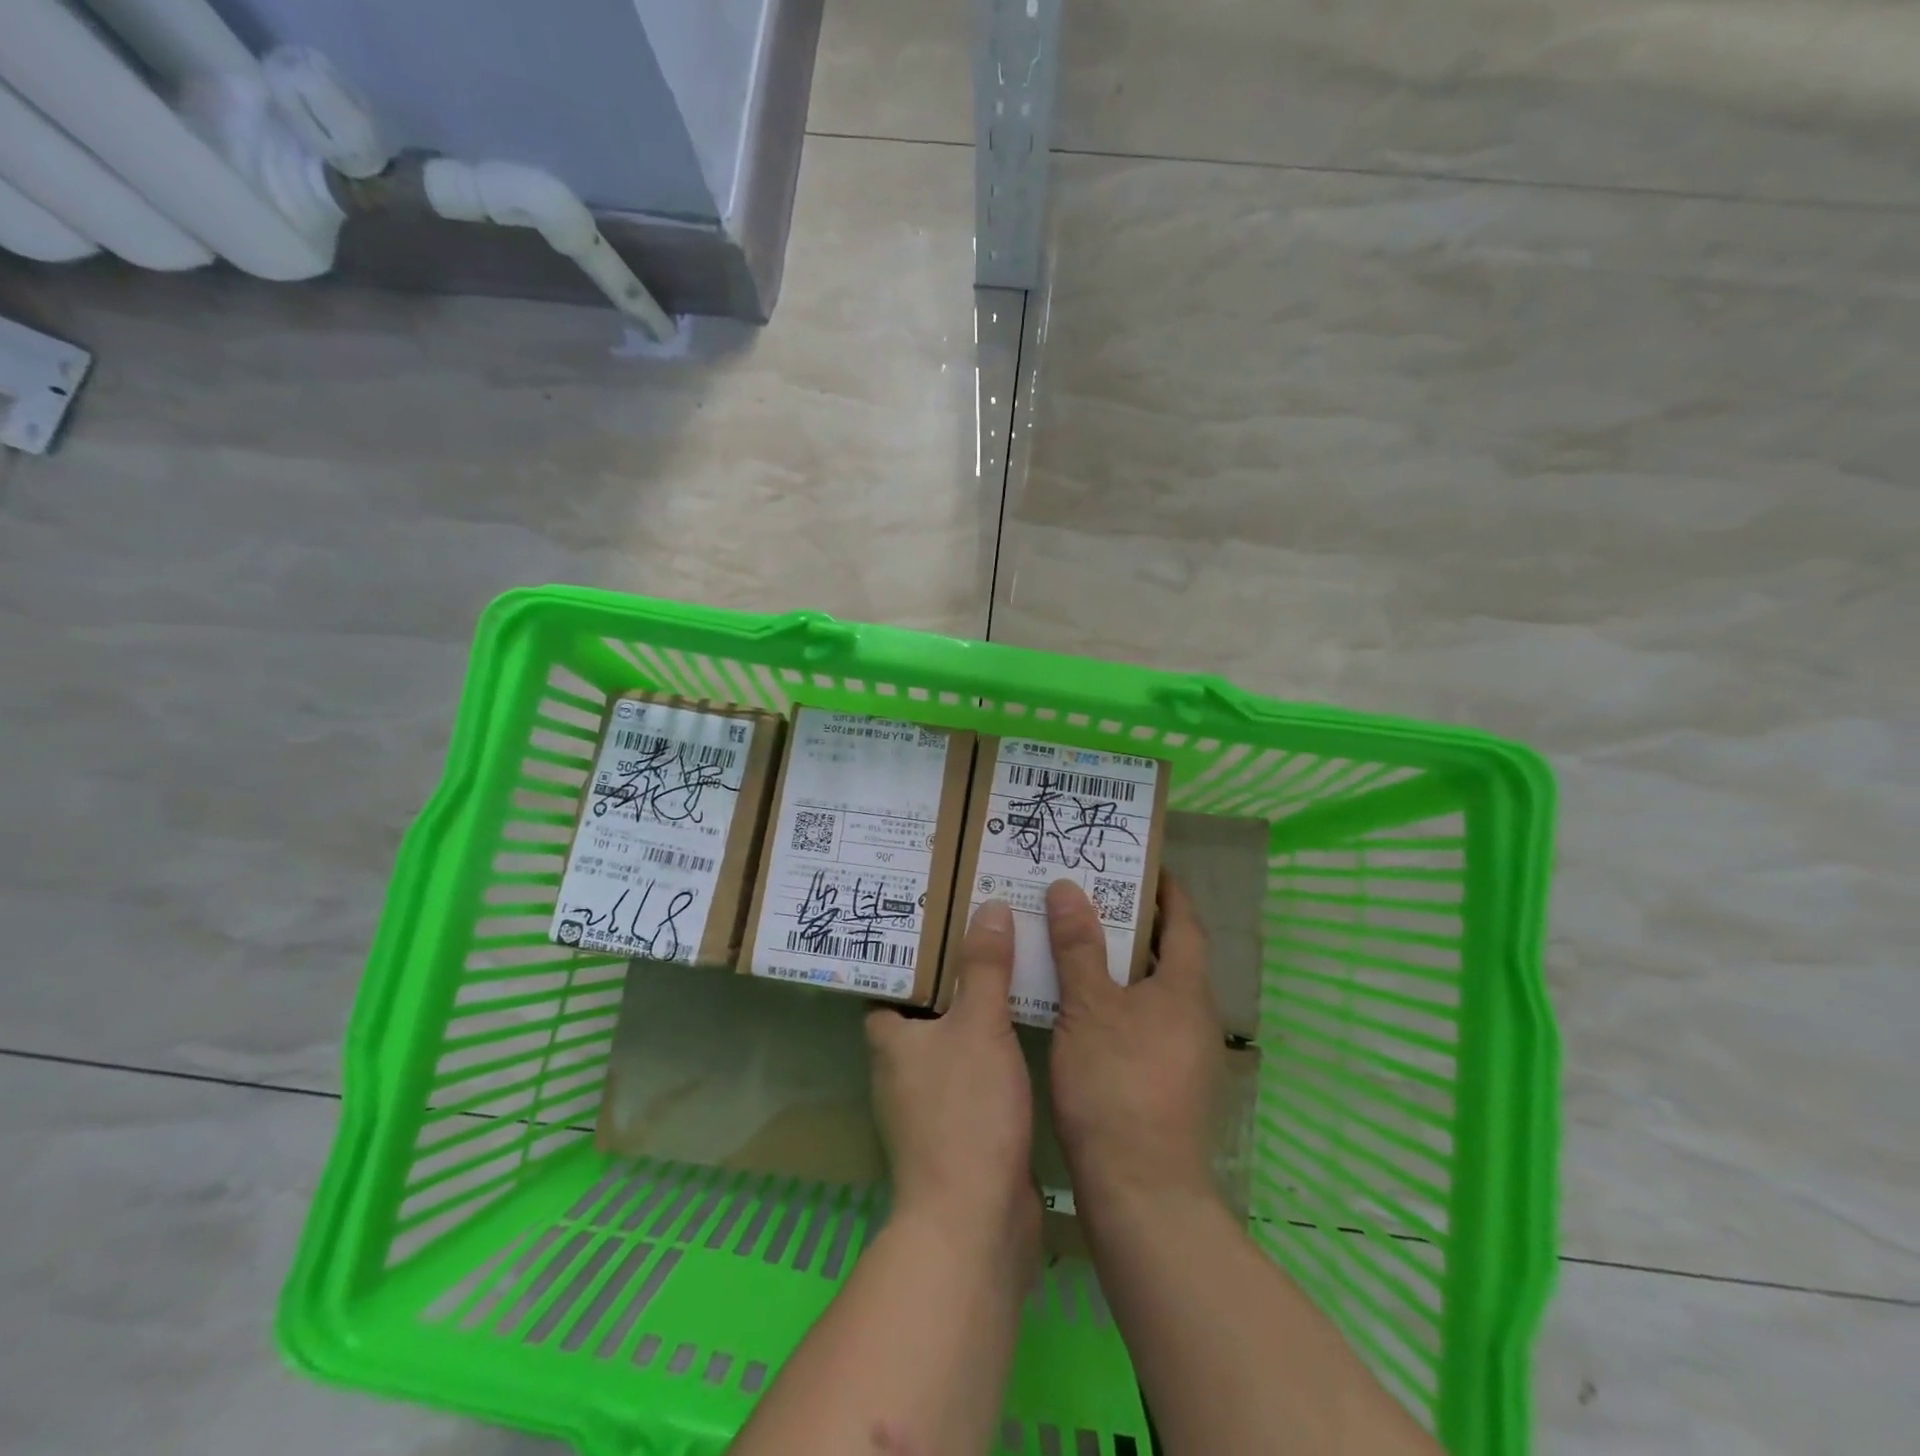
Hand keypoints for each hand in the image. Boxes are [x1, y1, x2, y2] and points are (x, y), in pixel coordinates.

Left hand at [866, 900, 1039, 1249]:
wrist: (976, 1223)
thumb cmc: (966, 1112)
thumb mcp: (980, 1026)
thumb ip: (985, 967)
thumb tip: (989, 906)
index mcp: (889, 1039)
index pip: (888, 982)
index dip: (911, 952)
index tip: (941, 918)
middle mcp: (899, 1069)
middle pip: (923, 1008)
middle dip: (952, 976)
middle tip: (987, 933)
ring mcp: (927, 1103)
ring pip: (951, 1041)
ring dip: (975, 1013)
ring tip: (1011, 970)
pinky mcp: (957, 1130)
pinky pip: (973, 1073)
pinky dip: (992, 1050)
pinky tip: (1024, 1030)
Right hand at [1046, 874, 1222, 1221]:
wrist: (1141, 1192)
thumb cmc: (1116, 1085)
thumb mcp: (1088, 1007)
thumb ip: (1078, 946)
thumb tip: (1067, 888)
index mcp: (1185, 989)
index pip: (1185, 922)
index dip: (1167, 890)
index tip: (1142, 865)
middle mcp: (1195, 1016)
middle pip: (1170, 955)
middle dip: (1137, 924)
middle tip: (1092, 897)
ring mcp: (1185, 1053)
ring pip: (1154, 991)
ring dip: (1124, 964)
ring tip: (1079, 944)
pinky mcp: (1168, 1083)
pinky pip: (1145, 1021)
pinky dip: (1119, 1001)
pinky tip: (1081, 1007)